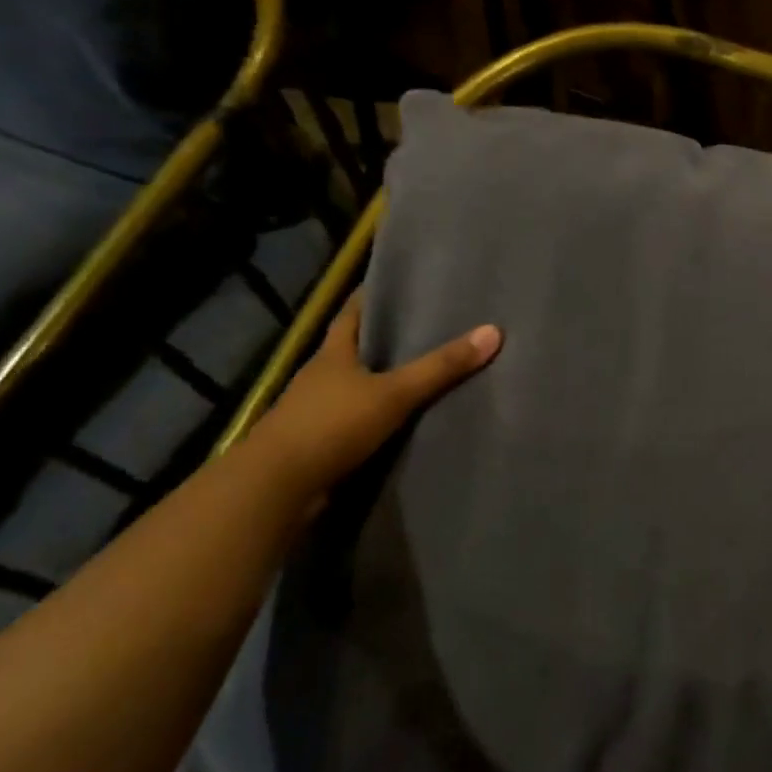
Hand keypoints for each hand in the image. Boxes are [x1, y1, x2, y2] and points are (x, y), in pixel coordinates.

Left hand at [251, 291, 500, 495]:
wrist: (277, 487)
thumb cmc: (332, 425)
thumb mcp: (394, 393)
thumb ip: (441, 367)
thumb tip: (494, 331)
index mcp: (332, 354)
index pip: (351, 313)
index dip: (370, 295)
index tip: (395, 283)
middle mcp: (320, 376)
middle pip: (353, 348)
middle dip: (383, 338)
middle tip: (424, 325)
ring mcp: (315, 411)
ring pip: (354, 386)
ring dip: (379, 380)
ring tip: (420, 371)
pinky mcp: (318, 443)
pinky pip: (354, 420)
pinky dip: (375, 415)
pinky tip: (400, 419)